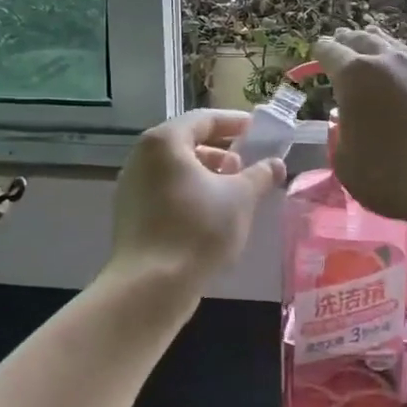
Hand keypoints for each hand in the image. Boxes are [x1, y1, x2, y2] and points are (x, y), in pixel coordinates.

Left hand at [109, 110, 284, 288]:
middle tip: (247, 165)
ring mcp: (132, 187)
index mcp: (165, 142)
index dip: (234, 123)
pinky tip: (211, 216)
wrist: (150, 286)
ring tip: (234, 193)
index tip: (258, 131)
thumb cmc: (198, 229)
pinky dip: (190, 193)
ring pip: (176, 170)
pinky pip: (165, 192)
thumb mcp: (241, 198)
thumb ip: (260, 175)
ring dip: (207, 175)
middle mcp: (142, 158)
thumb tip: (275, 163)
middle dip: (221, 151)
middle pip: (187, 143)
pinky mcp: (131, 215)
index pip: (204, 119)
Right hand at [311, 27, 406, 227]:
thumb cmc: (391, 174)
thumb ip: (339, 137)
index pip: (330, 52)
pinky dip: (401, 63)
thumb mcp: (346, 164)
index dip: (319, 54)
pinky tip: (402, 74)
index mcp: (354, 75)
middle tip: (340, 41)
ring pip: (392, 46)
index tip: (316, 56)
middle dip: (347, 41)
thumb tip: (345, 123)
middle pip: (362, 39)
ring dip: (376, 44)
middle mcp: (387, 61)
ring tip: (370, 43)